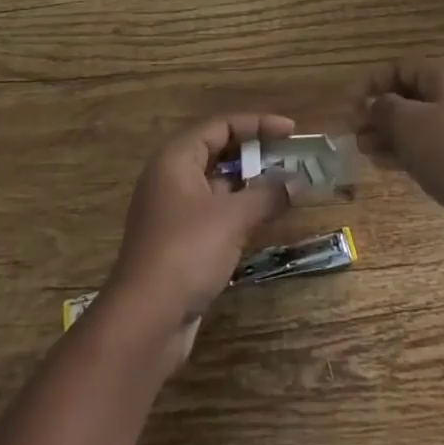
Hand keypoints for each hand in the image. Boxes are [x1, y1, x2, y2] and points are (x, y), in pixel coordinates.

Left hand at [103, 113, 294, 358]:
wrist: (145, 320)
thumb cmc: (187, 252)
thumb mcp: (232, 218)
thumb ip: (267, 195)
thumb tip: (298, 183)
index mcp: (176, 158)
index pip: (221, 126)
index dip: (257, 124)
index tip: (291, 130)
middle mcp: (170, 177)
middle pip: (218, 151)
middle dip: (255, 153)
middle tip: (290, 158)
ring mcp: (172, 211)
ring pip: (217, 184)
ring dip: (249, 184)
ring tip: (285, 187)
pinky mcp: (178, 242)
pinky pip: (213, 212)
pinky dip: (238, 210)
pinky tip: (263, 220)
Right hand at [355, 64, 443, 259]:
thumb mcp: (407, 123)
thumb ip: (384, 108)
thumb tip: (375, 104)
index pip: (402, 69)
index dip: (372, 83)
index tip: (350, 104)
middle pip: (411, 97)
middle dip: (380, 113)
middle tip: (353, 132)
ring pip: (420, 126)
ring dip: (390, 135)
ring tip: (363, 151)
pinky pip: (433, 149)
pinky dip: (409, 153)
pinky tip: (385, 165)